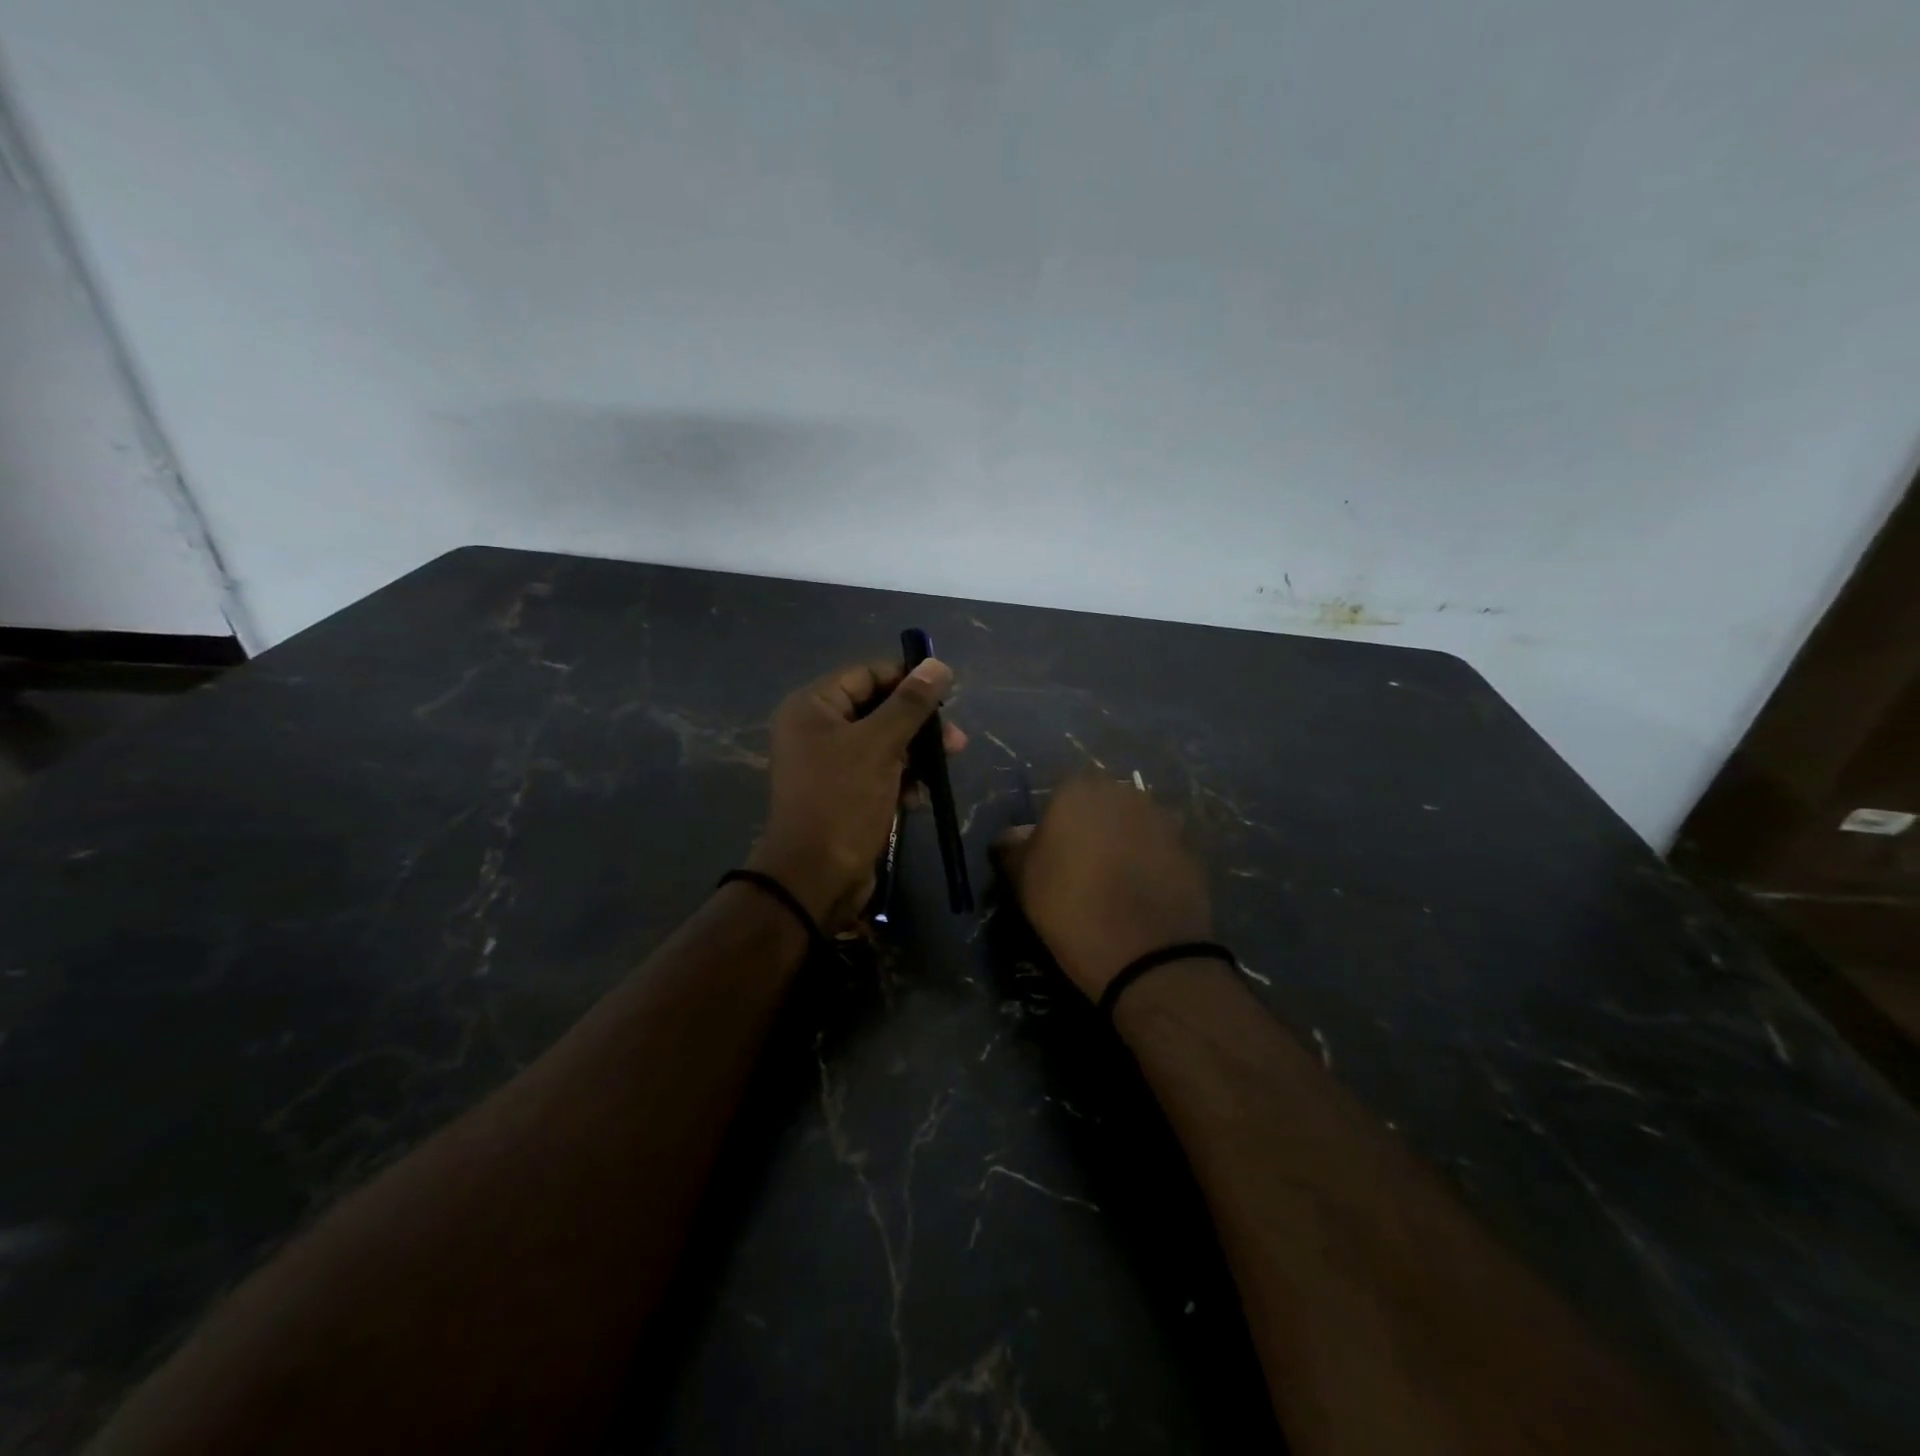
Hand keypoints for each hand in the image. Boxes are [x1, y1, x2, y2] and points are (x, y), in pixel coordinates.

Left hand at [746, 658, 965, 931]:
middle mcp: (816, 729)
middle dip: (918, 725)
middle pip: (878, 709)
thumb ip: (910, 704)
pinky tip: (917, 799)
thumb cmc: (843, 800)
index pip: (867, 674)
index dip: (907, 680)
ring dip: (915, 756)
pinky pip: (878, 773)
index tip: (947, 694)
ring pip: (883, 744)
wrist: (816, 876)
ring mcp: (829, 764)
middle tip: (956, 742)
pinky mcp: (843, 793)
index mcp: (813, 707)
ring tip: (941, 772)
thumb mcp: (880, 745)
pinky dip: (901, 781)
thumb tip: (938, 665)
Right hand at [993, 776, 1211, 999]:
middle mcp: (1123, 792)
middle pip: (1100, 802)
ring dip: (1124, 840)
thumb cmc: (1071, 909)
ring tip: (1115, 880)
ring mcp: (1162, 818)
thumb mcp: (1024, 881)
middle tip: (1081, 865)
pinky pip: (1159, 846)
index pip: (1059, 793)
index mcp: (1078, 791)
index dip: (1054, 822)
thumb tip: (1011, 836)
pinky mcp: (1190, 847)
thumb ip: (1014, 848)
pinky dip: (1150, 861)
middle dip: (1092, 825)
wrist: (1149, 955)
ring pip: (1132, 822)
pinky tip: (1142, 891)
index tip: (1050, 853)